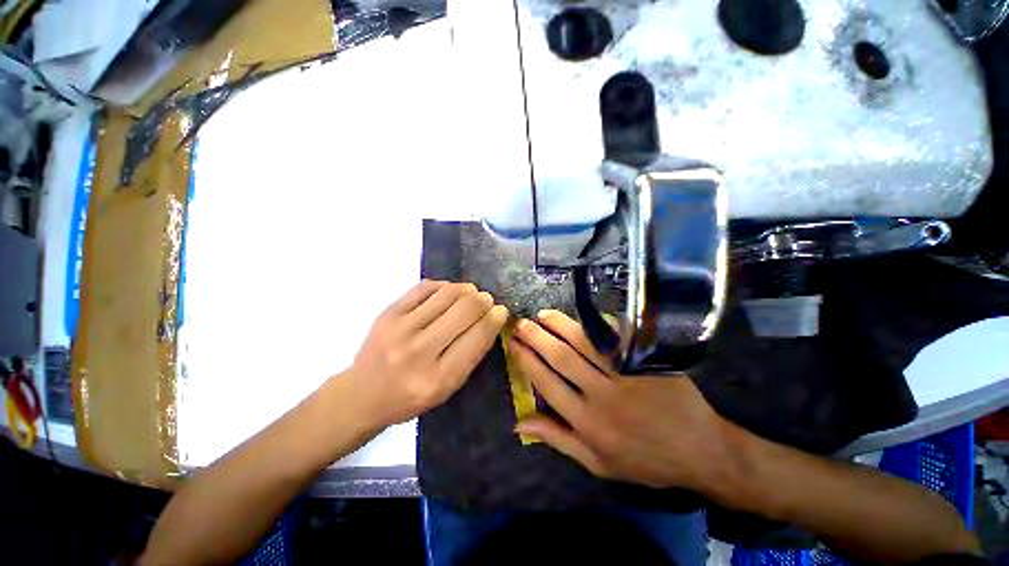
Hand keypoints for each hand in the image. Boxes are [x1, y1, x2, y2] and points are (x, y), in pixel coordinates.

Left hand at [348, 280, 508, 427]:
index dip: (495, 319)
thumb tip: (491, 318)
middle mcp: (419, 352)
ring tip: (471, 293)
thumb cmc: (410, 397)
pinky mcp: (388, 313)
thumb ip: (470, 354)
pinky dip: (444, 286)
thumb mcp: (447, 388)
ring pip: (447, 294)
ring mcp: (400, 329)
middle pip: (465, 310)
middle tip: (487, 300)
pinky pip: (425, 287)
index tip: (501, 311)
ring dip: (466, 289)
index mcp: (439, 378)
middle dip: (484, 300)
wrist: (362, 395)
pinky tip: (449, 291)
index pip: (478, 337)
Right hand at [510, 310, 736, 491]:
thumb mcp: (596, 462)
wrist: (700, 451)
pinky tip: (583, 315)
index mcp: (587, 423)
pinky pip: (617, 338)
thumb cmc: (643, 460)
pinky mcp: (645, 362)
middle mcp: (601, 396)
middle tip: (522, 322)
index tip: (514, 343)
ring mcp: (625, 376)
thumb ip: (557, 439)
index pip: (547, 383)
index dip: (527, 360)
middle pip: (561, 358)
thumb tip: (519, 423)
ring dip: (561, 325)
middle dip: (537, 337)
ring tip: (544, 314)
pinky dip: (597, 324)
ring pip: (585, 344)